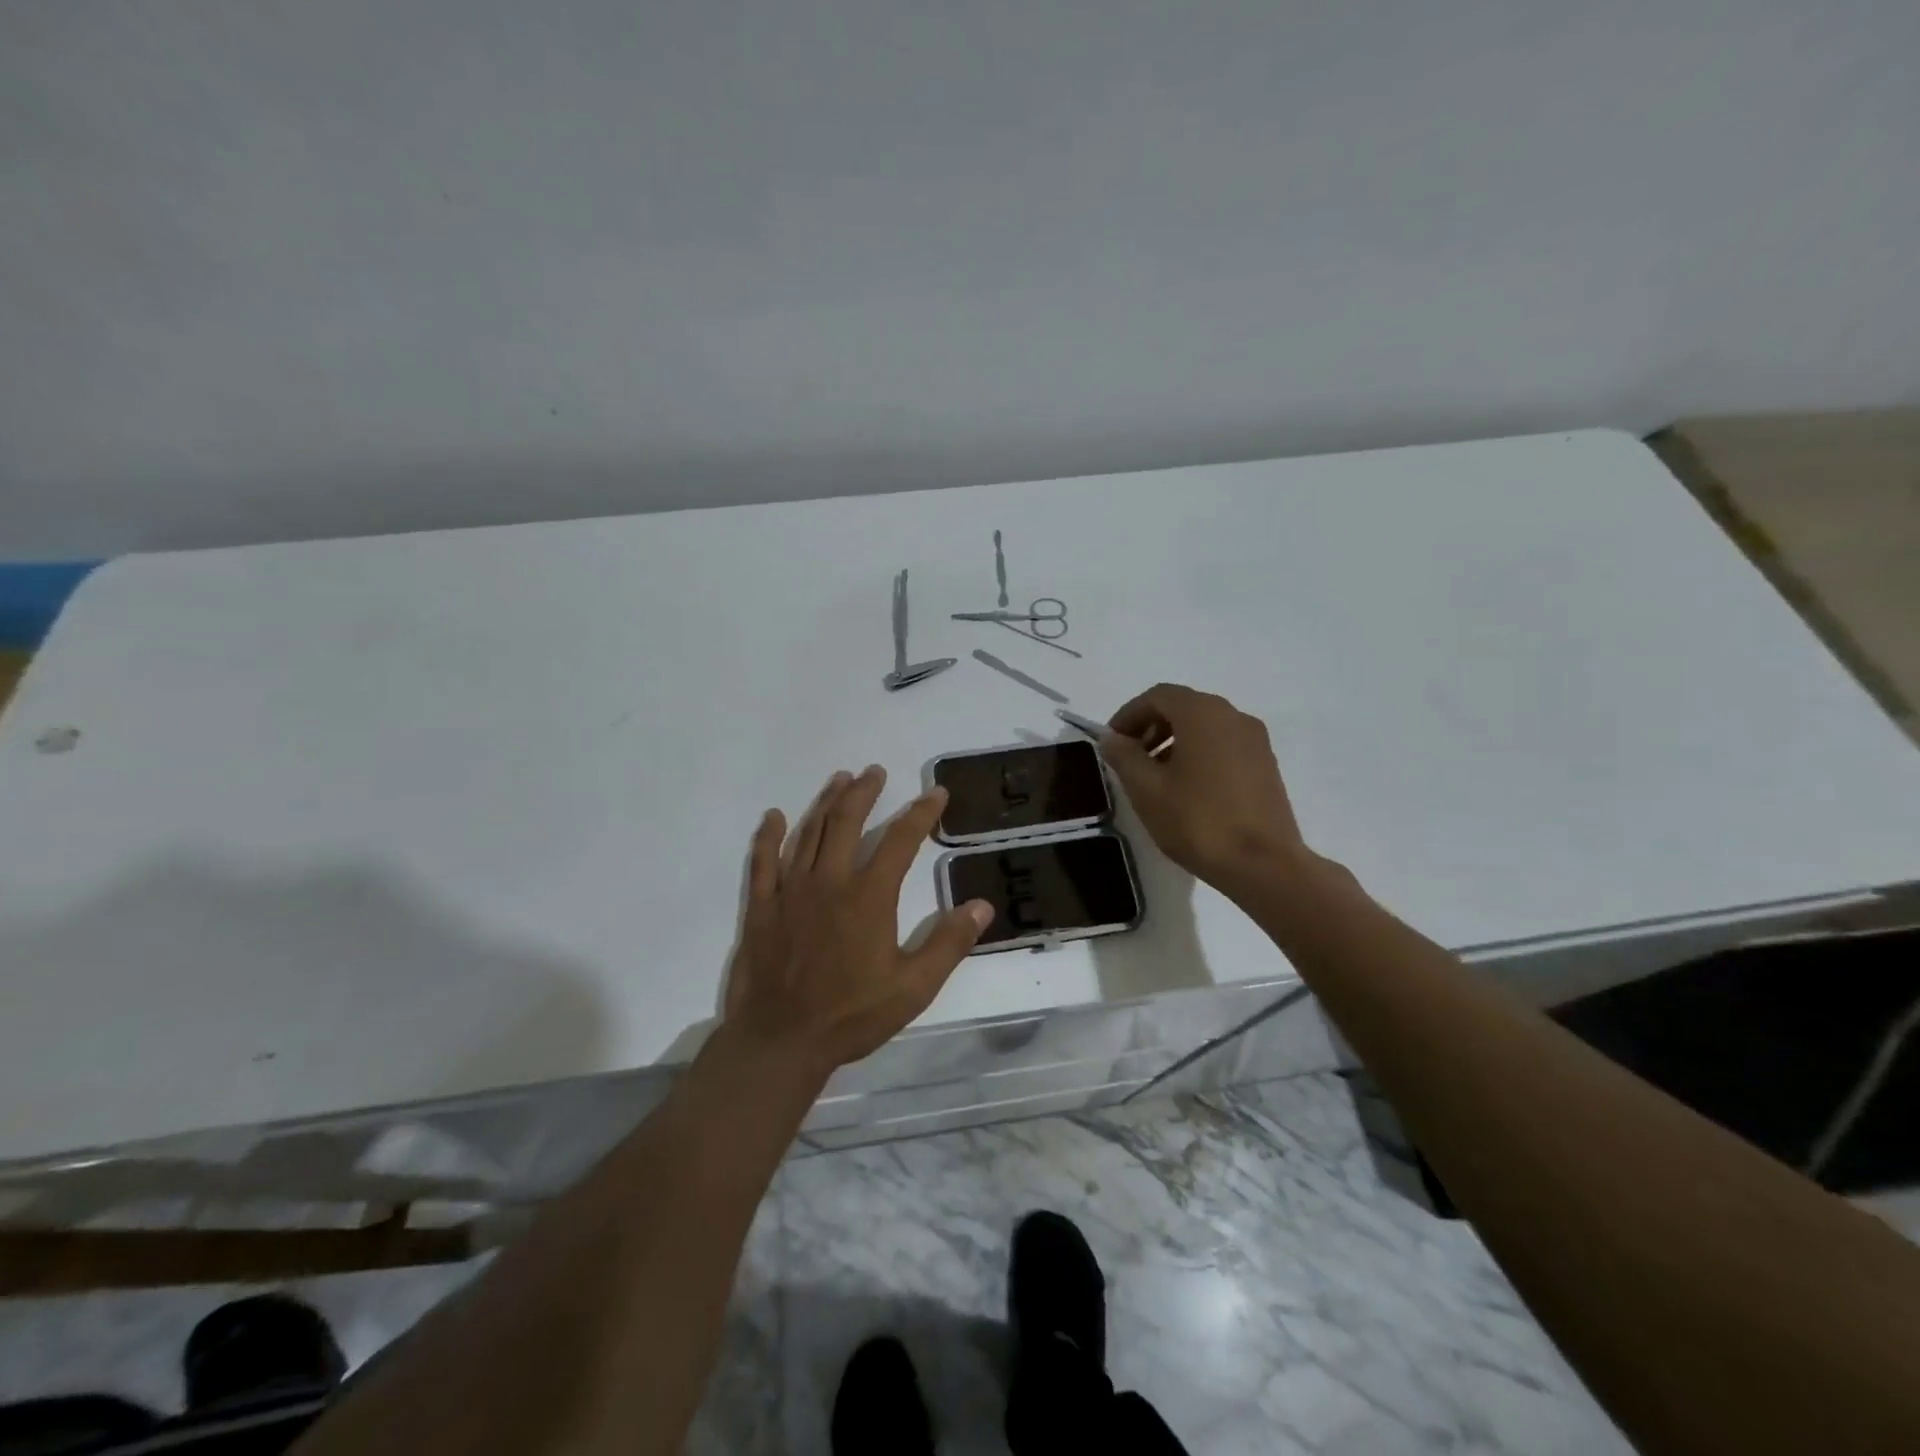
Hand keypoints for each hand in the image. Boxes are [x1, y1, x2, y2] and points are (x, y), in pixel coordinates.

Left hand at [722, 765, 993, 1075]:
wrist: (781, 1040)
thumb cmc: (851, 1015)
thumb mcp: (913, 988)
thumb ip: (948, 944)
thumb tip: (982, 907)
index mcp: (869, 896)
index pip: (901, 840)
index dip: (921, 813)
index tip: (936, 793)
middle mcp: (829, 881)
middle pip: (847, 821)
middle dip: (864, 792)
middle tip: (875, 772)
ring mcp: (790, 890)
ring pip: (809, 832)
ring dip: (826, 802)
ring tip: (841, 780)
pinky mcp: (762, 906)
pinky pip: (763, 861)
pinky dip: (768, 836)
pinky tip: (774, 817)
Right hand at [1100, 683, 1309, 896]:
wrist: (1264, 865)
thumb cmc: (1198, 822)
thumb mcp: (1147, 790)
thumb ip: (1124, 757)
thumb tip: (1112, 738)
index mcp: (1202, 713)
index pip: (1157, 696)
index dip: (1128, 714)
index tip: (1112, 742)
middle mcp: (1233, 716)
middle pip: (1183, 707)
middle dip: (1151, 727)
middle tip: (1130, 758)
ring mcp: (1255, 740)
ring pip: (1204, 726)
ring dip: (1174, 741)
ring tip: (1155, 777)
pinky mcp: (1266, 764)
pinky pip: (1223, 745)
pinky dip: (1198, 753)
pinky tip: (1186, 788)